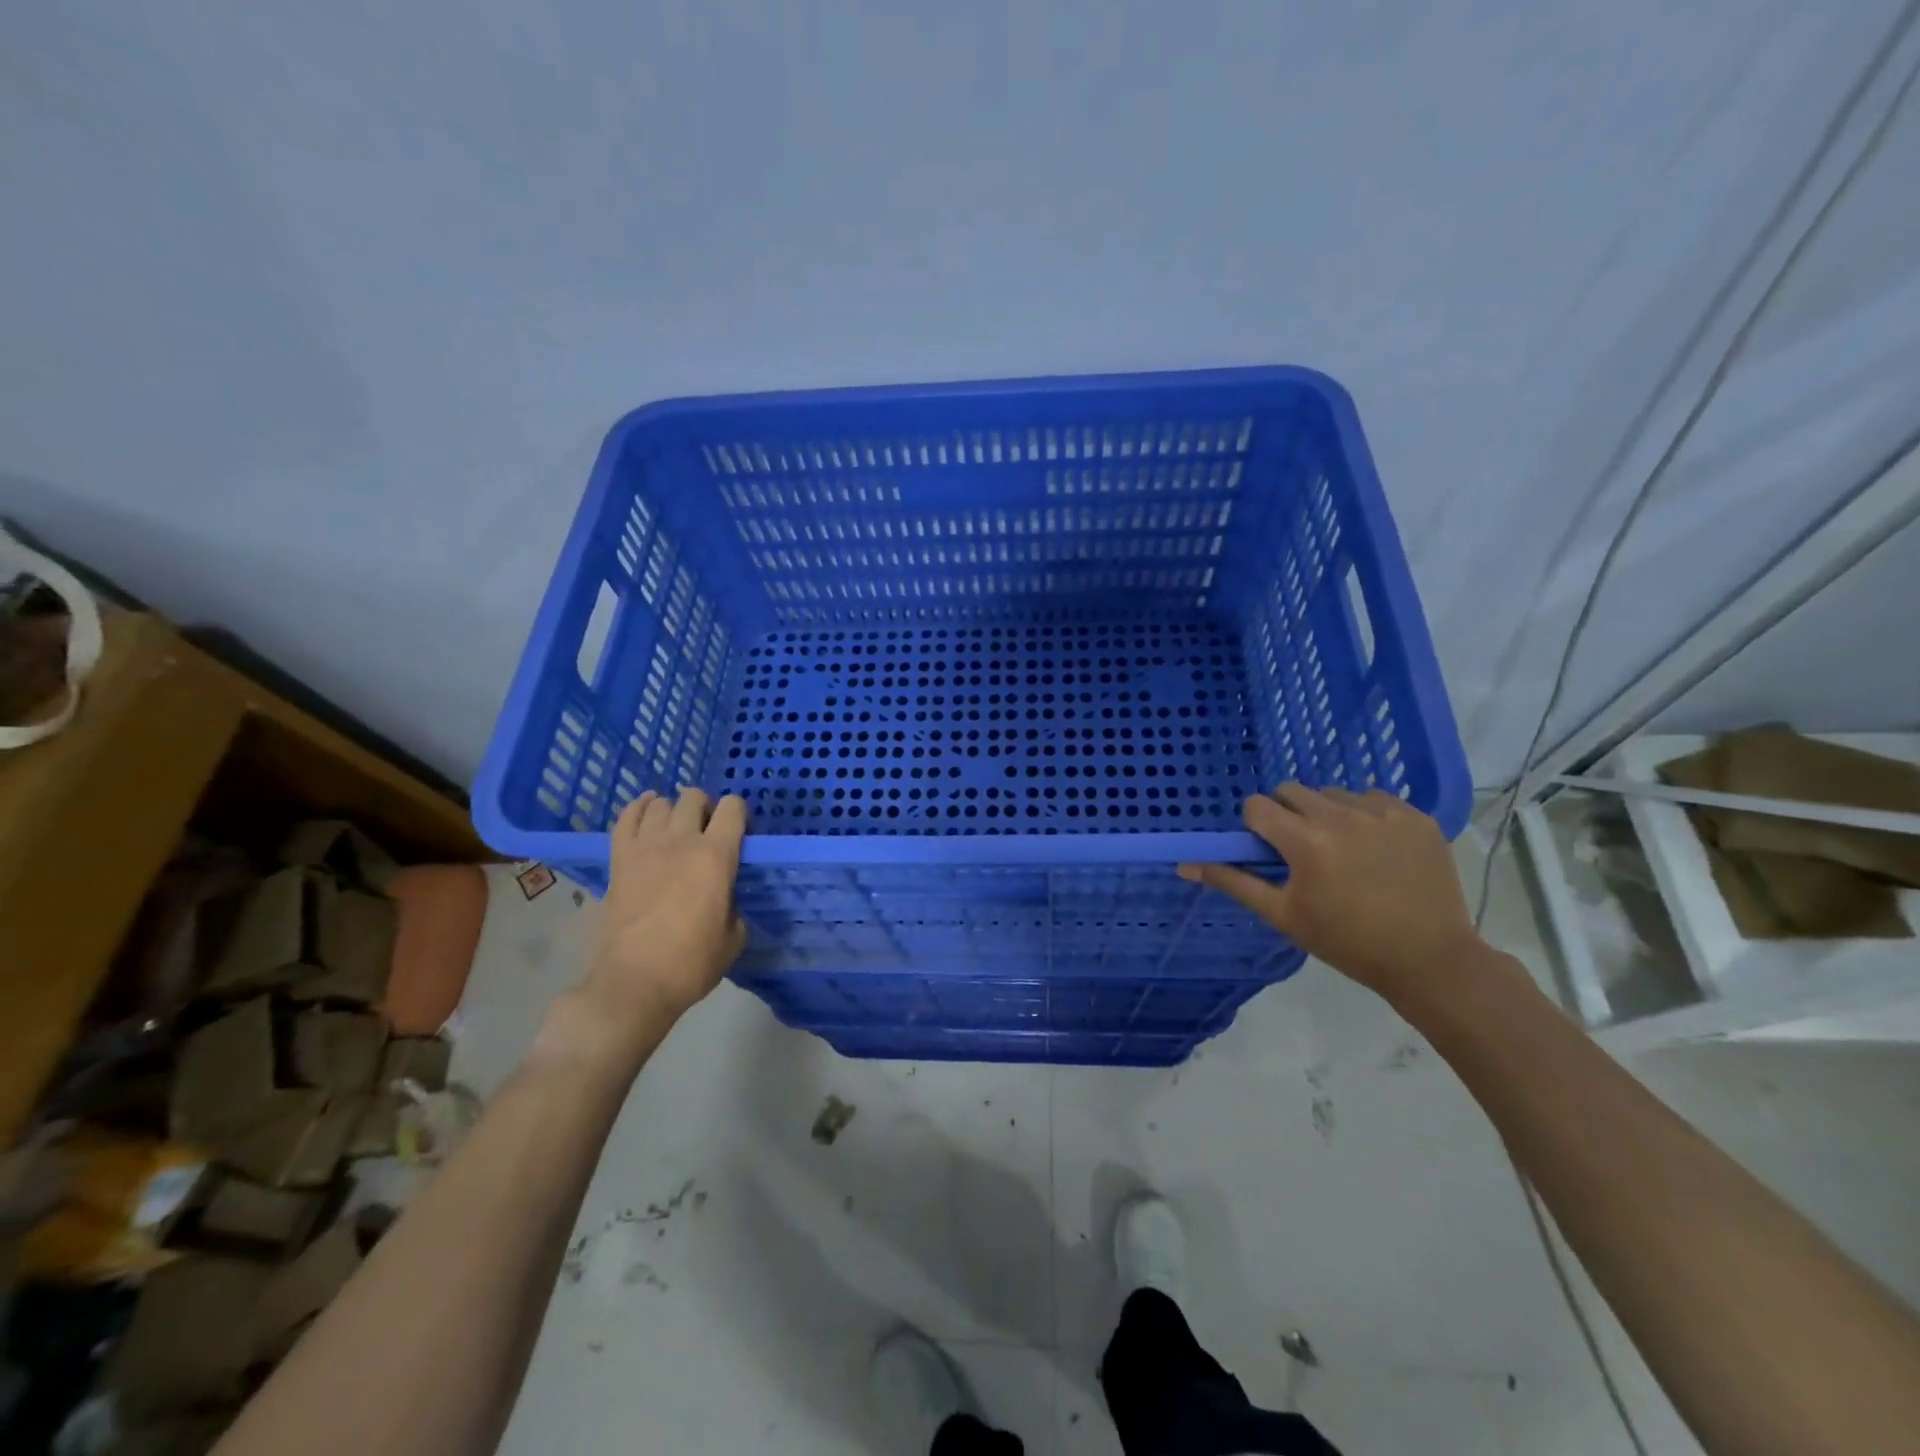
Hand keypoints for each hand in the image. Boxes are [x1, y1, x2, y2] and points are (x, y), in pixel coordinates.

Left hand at [581, 788, 748, 1029]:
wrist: (634, 983)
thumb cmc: (691, 963)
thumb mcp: (734, 935)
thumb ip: (733, 901)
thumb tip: (723, 893)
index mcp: (717, 856)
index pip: (733, 808)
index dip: (739, 815)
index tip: (739, 836)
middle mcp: (682, 841)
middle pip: (694, 797)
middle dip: (705, 808)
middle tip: (706, 832)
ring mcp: (645, 847)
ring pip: (660, 803)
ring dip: (672, 811)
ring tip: (675, 829)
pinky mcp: (618, 859)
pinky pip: (626, 817)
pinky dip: (638, 809)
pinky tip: (646, 812)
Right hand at [1178, 784, 1484, 1001]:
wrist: (1429, 959)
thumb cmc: (1346, 942)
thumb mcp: (1283, 915)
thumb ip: (1233, 882)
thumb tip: (1185, 865)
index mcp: (1305, 841)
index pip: (1257, 805)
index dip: (1255, 826)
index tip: (1269, 851)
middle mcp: (1341, 816)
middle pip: (1291, 791)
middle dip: (1286, 815)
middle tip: (1302, 851)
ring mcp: (1383, 812)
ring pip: (1332, 793)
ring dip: (1325, 814)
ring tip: (1343, 851)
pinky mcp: (1416, 816)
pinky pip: (1373, 798)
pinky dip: (1365, 816)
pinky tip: (1376, 850)